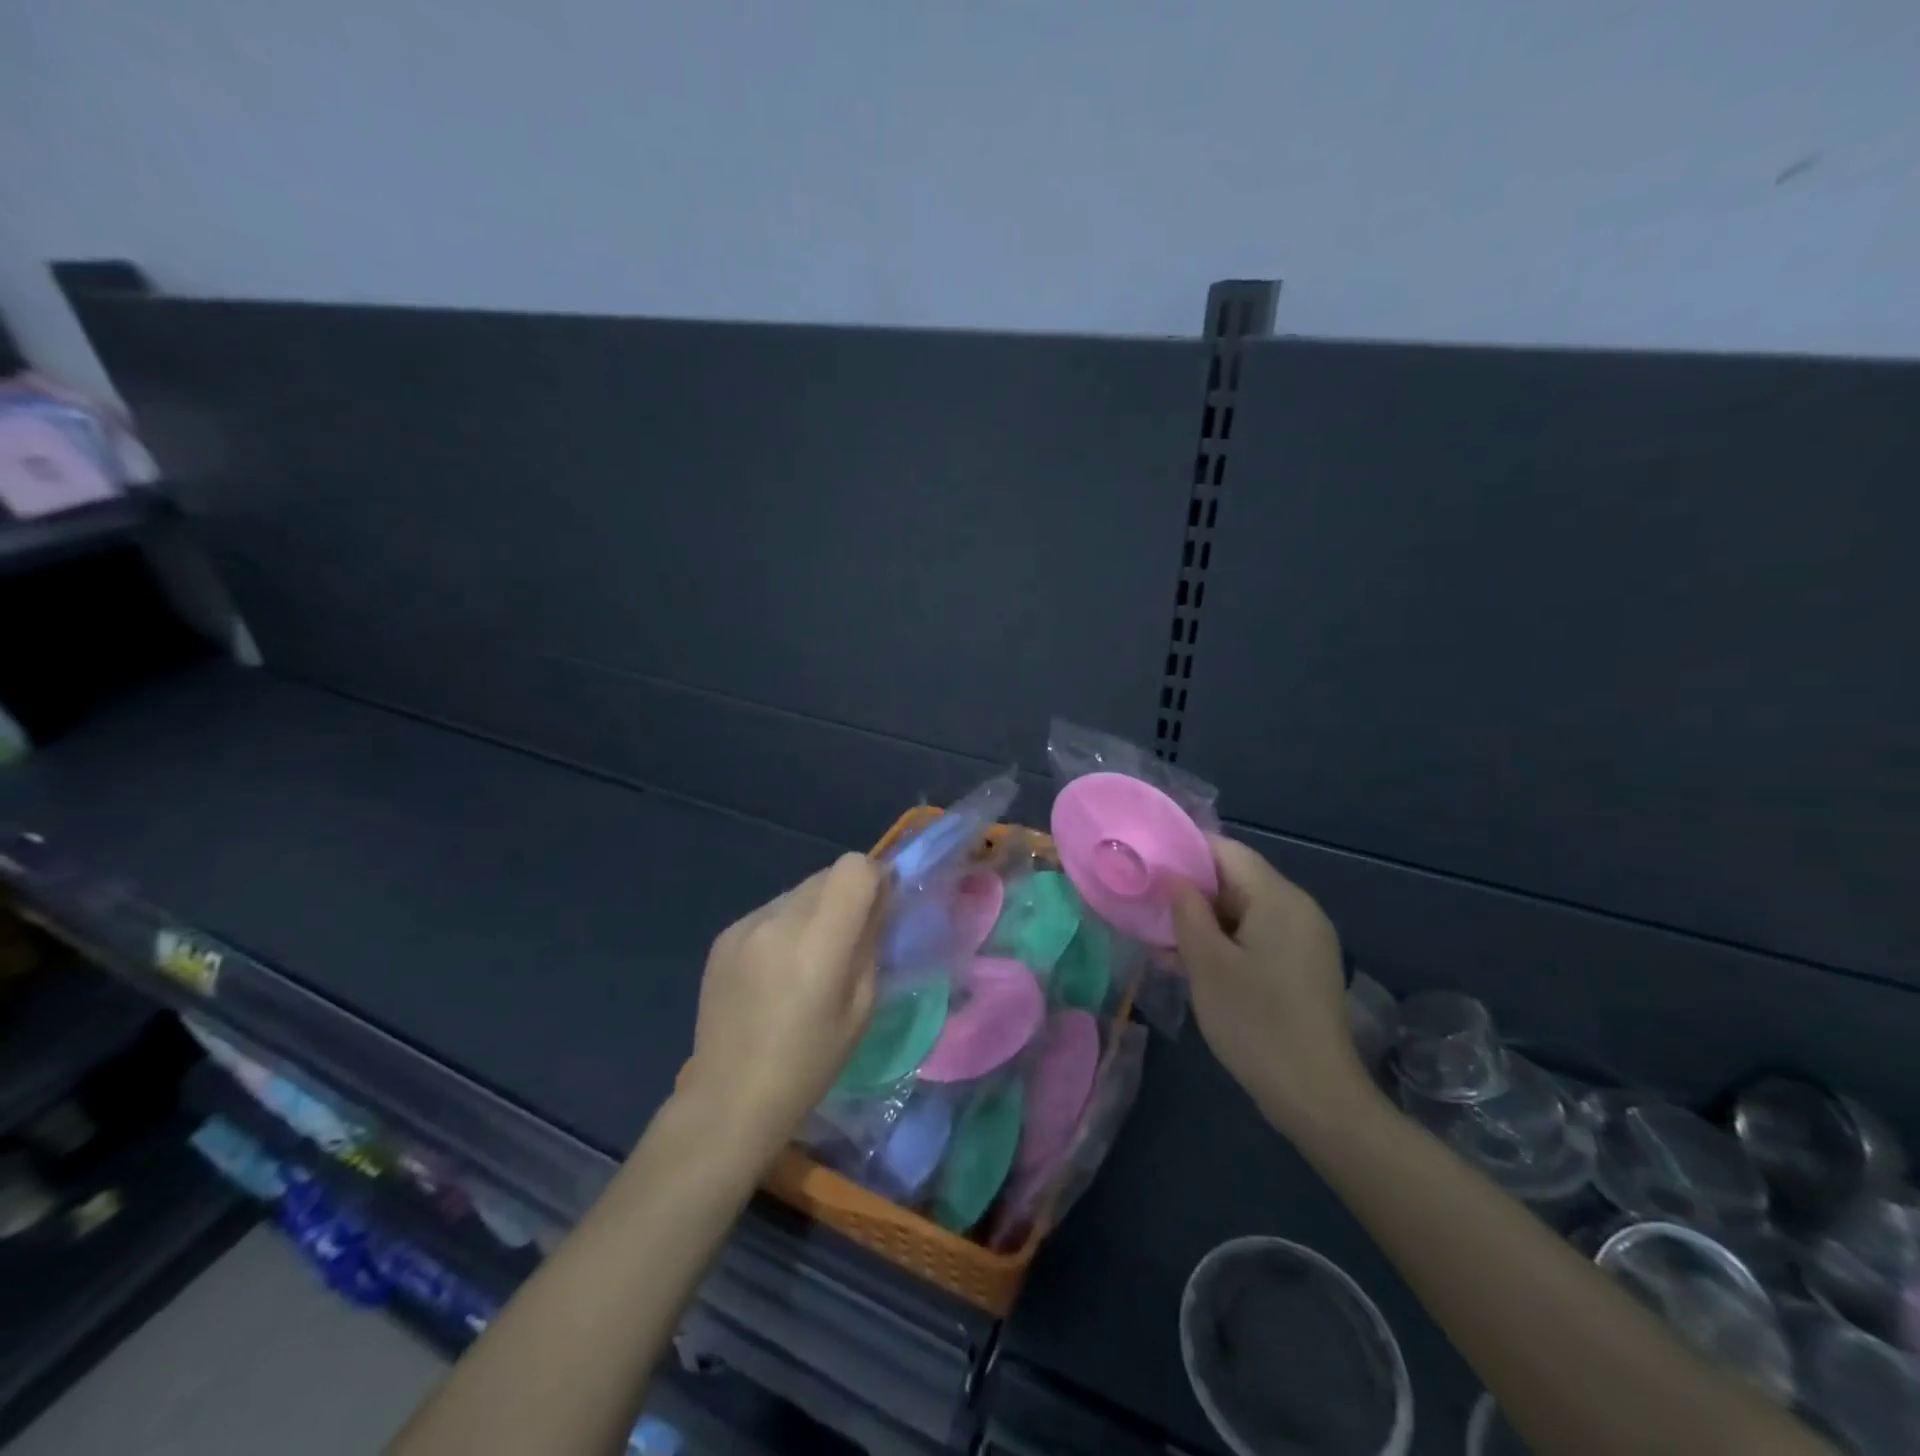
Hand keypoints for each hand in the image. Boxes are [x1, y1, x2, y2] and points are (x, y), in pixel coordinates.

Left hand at [679, 854, 884, 1158]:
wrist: (729, 1098)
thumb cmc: (809, 1064)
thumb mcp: (861, 1008)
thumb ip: (871, 943)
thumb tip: (879, 901)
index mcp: (818, 942)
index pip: (854, 867)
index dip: (873, 880)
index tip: (879, 910)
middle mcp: (778, 920)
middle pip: (827, 874)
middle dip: (846, 896)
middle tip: (846, 940)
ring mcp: (745, 925)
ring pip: (799, 892)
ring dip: (815, 910)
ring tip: (807, 960)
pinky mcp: (724, 935)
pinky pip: (771, 911)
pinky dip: (785, 926)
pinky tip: (776, 971)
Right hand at [1170, 838, 1371, 1136]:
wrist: (1317, 1097)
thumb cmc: (1255, 1023)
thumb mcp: (1206, 963)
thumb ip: (1185, 910)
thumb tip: (1171, 875)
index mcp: (1278, 898)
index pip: (1226, 851)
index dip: (1184, 852)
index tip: (1147, 867)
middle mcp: (1299, 908)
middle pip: (1237, 879)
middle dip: (1191, 892)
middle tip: (1148, 909)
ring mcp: (1306, 938)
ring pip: (1245, 910)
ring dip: (1205, 921)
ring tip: (1163, 943)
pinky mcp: (1305, 966)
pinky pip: (1259, 935)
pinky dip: (1227, 941)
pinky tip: (1195, 965)